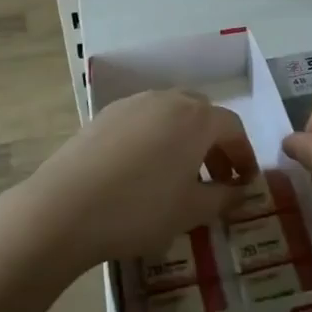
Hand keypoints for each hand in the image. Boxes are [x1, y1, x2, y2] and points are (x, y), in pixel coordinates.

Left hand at [11, 90, 257, 272]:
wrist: (65, 208)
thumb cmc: (139, 210)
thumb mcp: (190, 212)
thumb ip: (223, 198)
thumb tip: (240, 191)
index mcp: (196, 118)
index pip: (232, 127)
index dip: (244, 154)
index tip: (245, 182)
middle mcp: (167, 100)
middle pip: (202, 113)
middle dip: (214, 143)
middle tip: (215, 177)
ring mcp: (133, 103)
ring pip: (171, 113)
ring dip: (184, 138)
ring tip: (179, 174)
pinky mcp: (105, 114)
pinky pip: (143, 119)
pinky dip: (155, 137)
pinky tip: (142, 170)